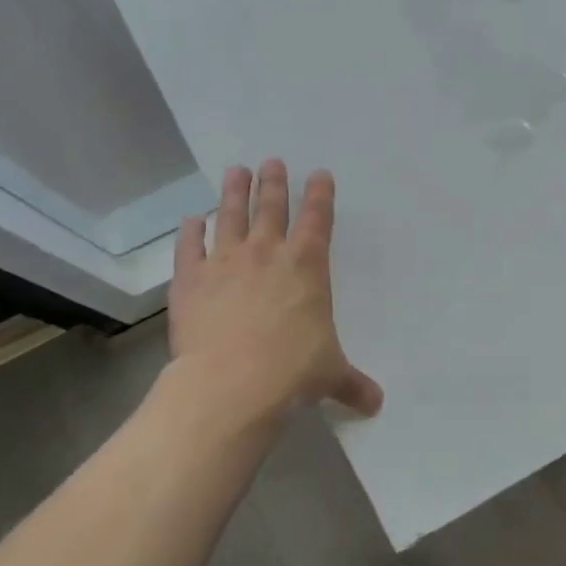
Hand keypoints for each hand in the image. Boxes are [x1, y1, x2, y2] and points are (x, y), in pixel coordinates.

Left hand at [168, 161, 383, 417]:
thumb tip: (376, 404)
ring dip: (234, 192)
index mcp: (307, 267)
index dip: (321, 195)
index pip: (318, 220)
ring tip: (236, 171)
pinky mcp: (190, 280)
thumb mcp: (330, 376)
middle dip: (274, 183)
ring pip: (230, 216)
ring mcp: (225, 262)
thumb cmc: (292, 371)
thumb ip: (353, 384)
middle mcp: (267, 254)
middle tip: (272, 162)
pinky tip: (191, 220)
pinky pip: (189, 247)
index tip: (320, 174)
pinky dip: (191, 231)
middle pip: (271, 207)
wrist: (232, 383)